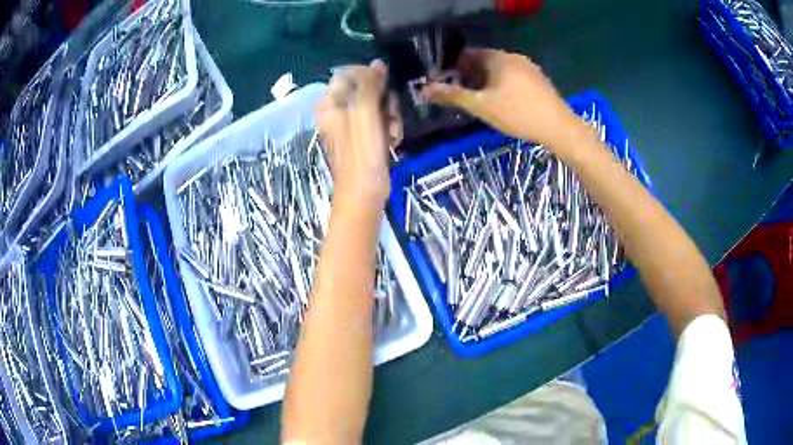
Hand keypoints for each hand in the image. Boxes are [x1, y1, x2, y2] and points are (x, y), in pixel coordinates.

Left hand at [317, 61, 401, 209]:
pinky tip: (392, 140)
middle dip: (383, 99)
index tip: (384, 86)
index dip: (368, 76)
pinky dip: (388, 127)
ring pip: (375, 104)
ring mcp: (350, 125)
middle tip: (389, 114)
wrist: (364, 194)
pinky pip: (379, 120)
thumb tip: (378, 63)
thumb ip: (370, 86)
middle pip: (364, 89)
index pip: (347, 74)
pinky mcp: (363, 137)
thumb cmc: (361, 154)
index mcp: (329, 104)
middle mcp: (337, 111)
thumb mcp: (365, 114)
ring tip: (392, 132)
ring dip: (390, 115)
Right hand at [424, 48, 586, 157]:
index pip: (468, 54)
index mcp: (498, 58)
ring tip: (481, 103)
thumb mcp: (481, 106)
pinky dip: (502, 86)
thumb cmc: (518, 114)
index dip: (454, 68)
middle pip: (484, 61)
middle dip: (470, 76)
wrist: (560, 128)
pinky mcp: (539, 80)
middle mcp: (513, 57)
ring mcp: (529, 68)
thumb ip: (453, 96)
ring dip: (486, 82)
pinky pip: (513, 77)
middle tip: (462, 97)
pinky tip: (504, 104)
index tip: (448, 85)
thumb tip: (425, 89)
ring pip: (499, 70)